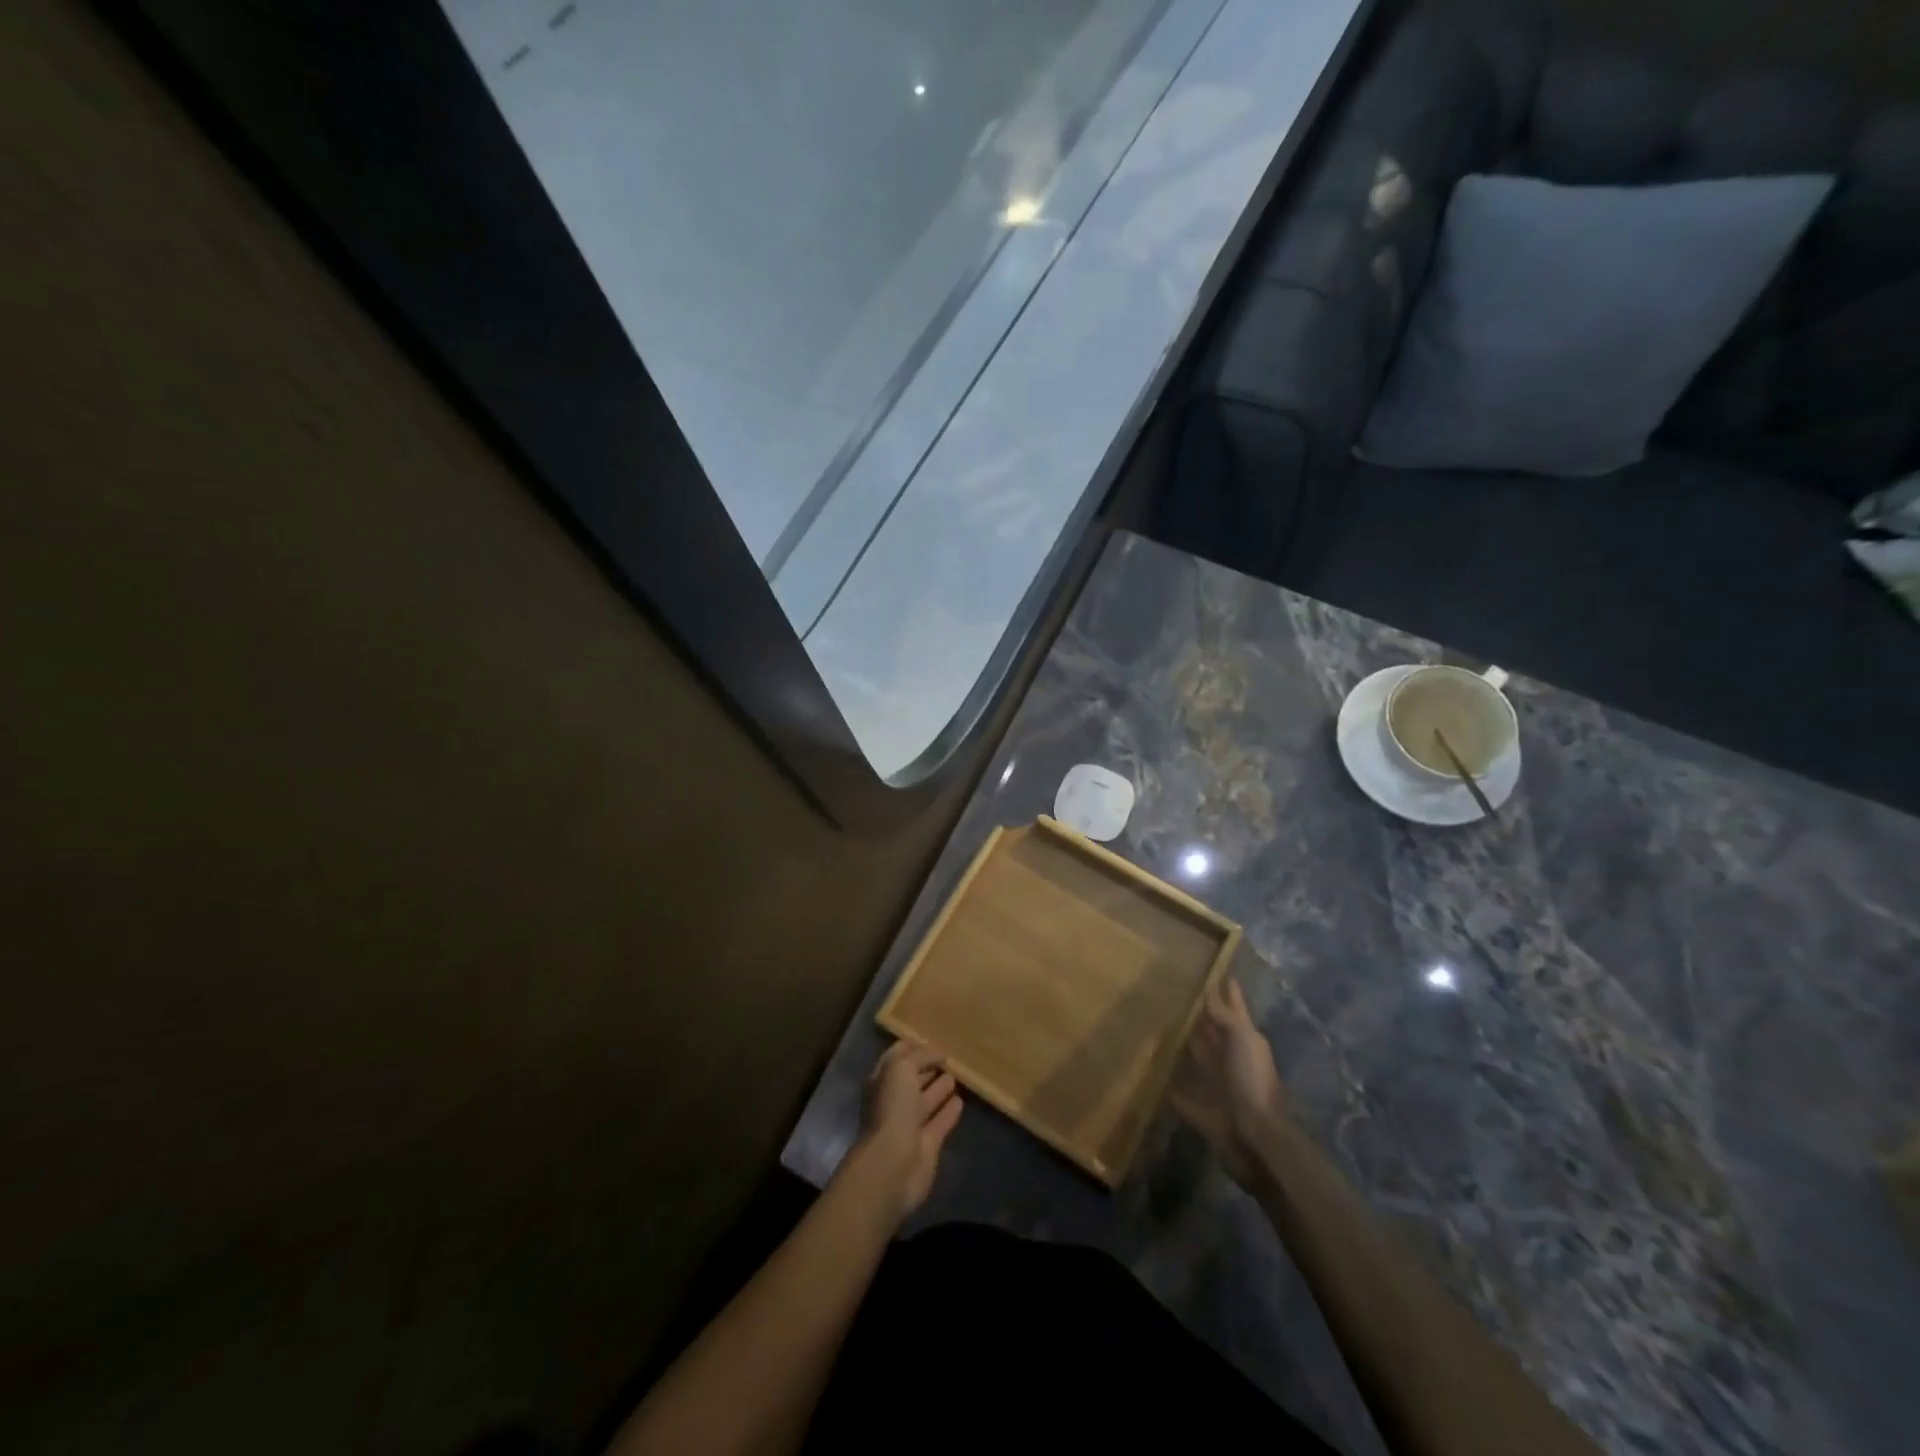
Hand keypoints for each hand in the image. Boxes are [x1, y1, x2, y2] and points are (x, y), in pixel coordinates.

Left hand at [837, 1040, 962, 1224]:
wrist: (894, 1164)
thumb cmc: (892, 1109)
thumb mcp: (901, 1068)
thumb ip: (919, 1056)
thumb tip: (938, 1054)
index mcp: (882, 1081)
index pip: (897, 1057)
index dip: (913, 1047)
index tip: (934, 1040)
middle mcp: (894, 1101)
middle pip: (913, 1079)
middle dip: (928, 1067)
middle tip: (950, 1057)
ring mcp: (910, 1124)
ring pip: (927, 1100)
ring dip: (940, 1088)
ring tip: (958, 1075)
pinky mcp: (928, 1145)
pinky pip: (940, 1122)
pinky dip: (949, 1112)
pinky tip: (961, 1101)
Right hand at [1171, 976, 1290, 1189]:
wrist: (1257, 1138)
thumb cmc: (1252, 1081)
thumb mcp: (1242, 1039)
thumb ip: (1225, 1016)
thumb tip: (1207, 991)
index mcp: (1245, 1041)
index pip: (1235, 1008)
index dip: (1229, 992)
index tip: (1217, 971)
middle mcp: (1234, 1060)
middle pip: (1216, 1033)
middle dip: (1204, 1017)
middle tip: (1180, 995)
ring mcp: (1221, 1086)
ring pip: (1202, 1060)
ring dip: (1189, 1048)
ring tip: (1165, 1029)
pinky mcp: (1206, 1111)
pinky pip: (1187, 1097)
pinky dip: (1176, 1089)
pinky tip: (1160, 1079)